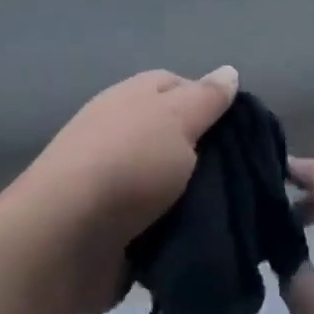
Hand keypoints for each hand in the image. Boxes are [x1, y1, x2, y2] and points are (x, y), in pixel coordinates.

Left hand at [8, 67, 239, 313]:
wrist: (63, 240)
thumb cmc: (127, 164)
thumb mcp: (177, 118)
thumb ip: (206, 98)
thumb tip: (229, 71)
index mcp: (135, 97)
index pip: (182, 86)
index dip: (215, 104)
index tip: (244, 132)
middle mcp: (125, 133)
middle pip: (181, 137)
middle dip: (212, 158)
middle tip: (249, 178)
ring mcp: (117, 182)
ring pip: (174, 184)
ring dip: (199, 200)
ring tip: (237, 216)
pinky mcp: (116, 229)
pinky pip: (161, 224)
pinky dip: (180, 233)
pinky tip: (208, 242)